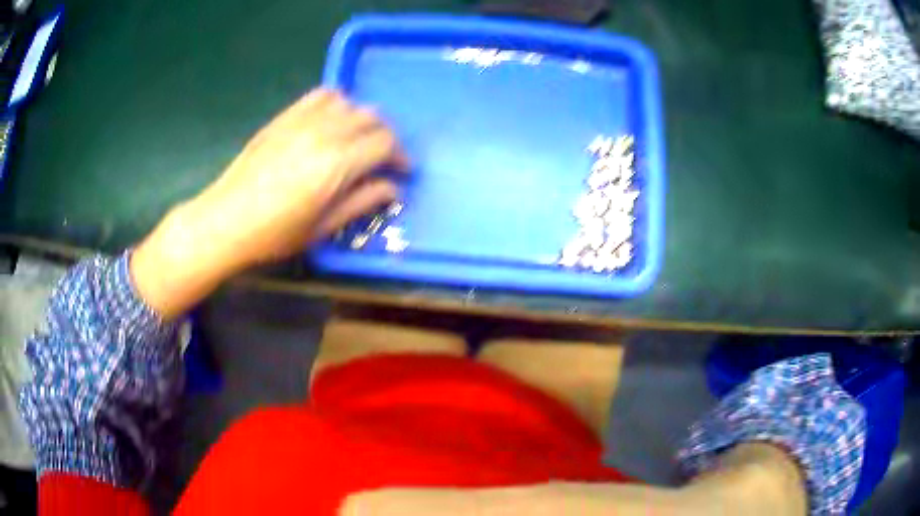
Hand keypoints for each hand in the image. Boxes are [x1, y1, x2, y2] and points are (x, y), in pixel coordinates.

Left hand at [193, 87, 407, 264]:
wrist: (226, 219)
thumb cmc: (275, 233)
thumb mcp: (323, 227)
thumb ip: (362, 202)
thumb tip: (392, 189)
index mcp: (339, 163)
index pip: (386, 143)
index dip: (400, 157)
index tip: (401, 172)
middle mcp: (326, 132)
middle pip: (373, 118)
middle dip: (386, 137)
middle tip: (382, 159)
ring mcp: (303, 120)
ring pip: (350, 103)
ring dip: (362, 119)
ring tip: (356, 140)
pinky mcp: (285, 117)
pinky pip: (321, 95)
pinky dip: (336, 103)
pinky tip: (331, 121)